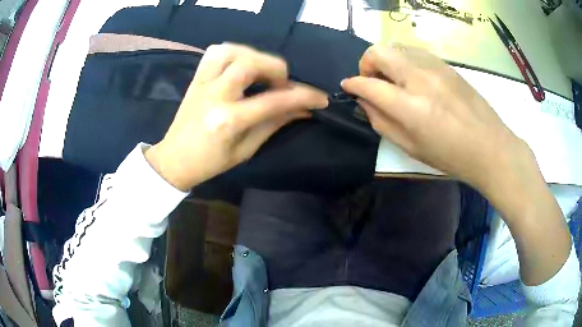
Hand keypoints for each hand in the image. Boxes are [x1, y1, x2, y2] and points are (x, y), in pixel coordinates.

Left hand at [145, 44, 327, 190]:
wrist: (174, 159)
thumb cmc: (210, 162)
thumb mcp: (246, 149)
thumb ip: (274, 124)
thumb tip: (303, 110)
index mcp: (228, 121)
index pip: (273, 101)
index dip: (302, 97)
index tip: (320, 98)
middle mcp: (215, 96)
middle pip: (249, 64)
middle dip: (276, 70)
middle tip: (283, 85)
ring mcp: (202, 83)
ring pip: (231, 51)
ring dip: (254, 56)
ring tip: (263, 71)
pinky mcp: (196, 78)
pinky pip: (214, 52)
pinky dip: (234, 52)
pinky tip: (241, 63)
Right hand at [341, 44, 534, 194]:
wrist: (489, 146)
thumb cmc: (450, 155)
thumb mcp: (411, 148)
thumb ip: (382, 122)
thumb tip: (365, 102)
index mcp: (410, 107)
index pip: (369, 85)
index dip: (353, 84)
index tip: (348, 86)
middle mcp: (420, 79)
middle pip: (379, 52)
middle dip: (367, 63)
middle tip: (373, 81)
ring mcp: (435, 67)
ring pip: (396, 47)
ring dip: (386, 60)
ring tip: (395, 80)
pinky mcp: (446, 64)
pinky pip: (415, 51)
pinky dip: (404, 59)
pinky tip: (413, 77)